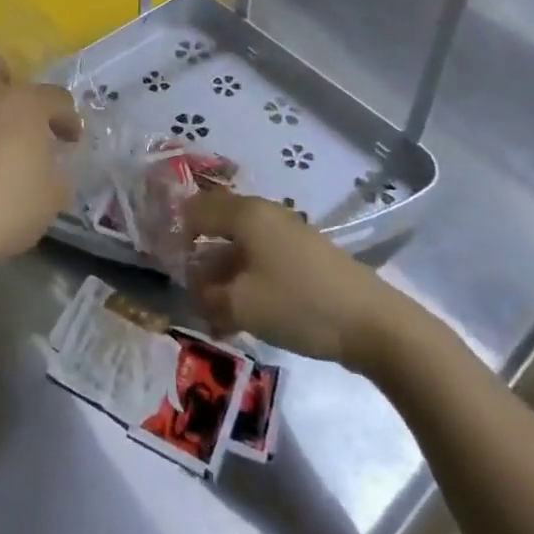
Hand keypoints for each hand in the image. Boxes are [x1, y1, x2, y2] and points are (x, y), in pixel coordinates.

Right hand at [185, 190, 402, 368]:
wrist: (372, 323)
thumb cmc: (299, 303)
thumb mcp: (242, 305)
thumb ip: (208, 295)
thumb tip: (194, 289)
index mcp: (246, 213)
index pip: (195, 209)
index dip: (174, 233)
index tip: (161, 263)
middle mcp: (264, 214)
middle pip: (217, 226)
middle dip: (197, 256)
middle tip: (183, 288)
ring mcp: (286, 234)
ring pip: (239, 246)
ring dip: (220, 274)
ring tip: (209, 310)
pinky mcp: (302, 257)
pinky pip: (260, 261)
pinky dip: (244, 281)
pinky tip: (238, 314)